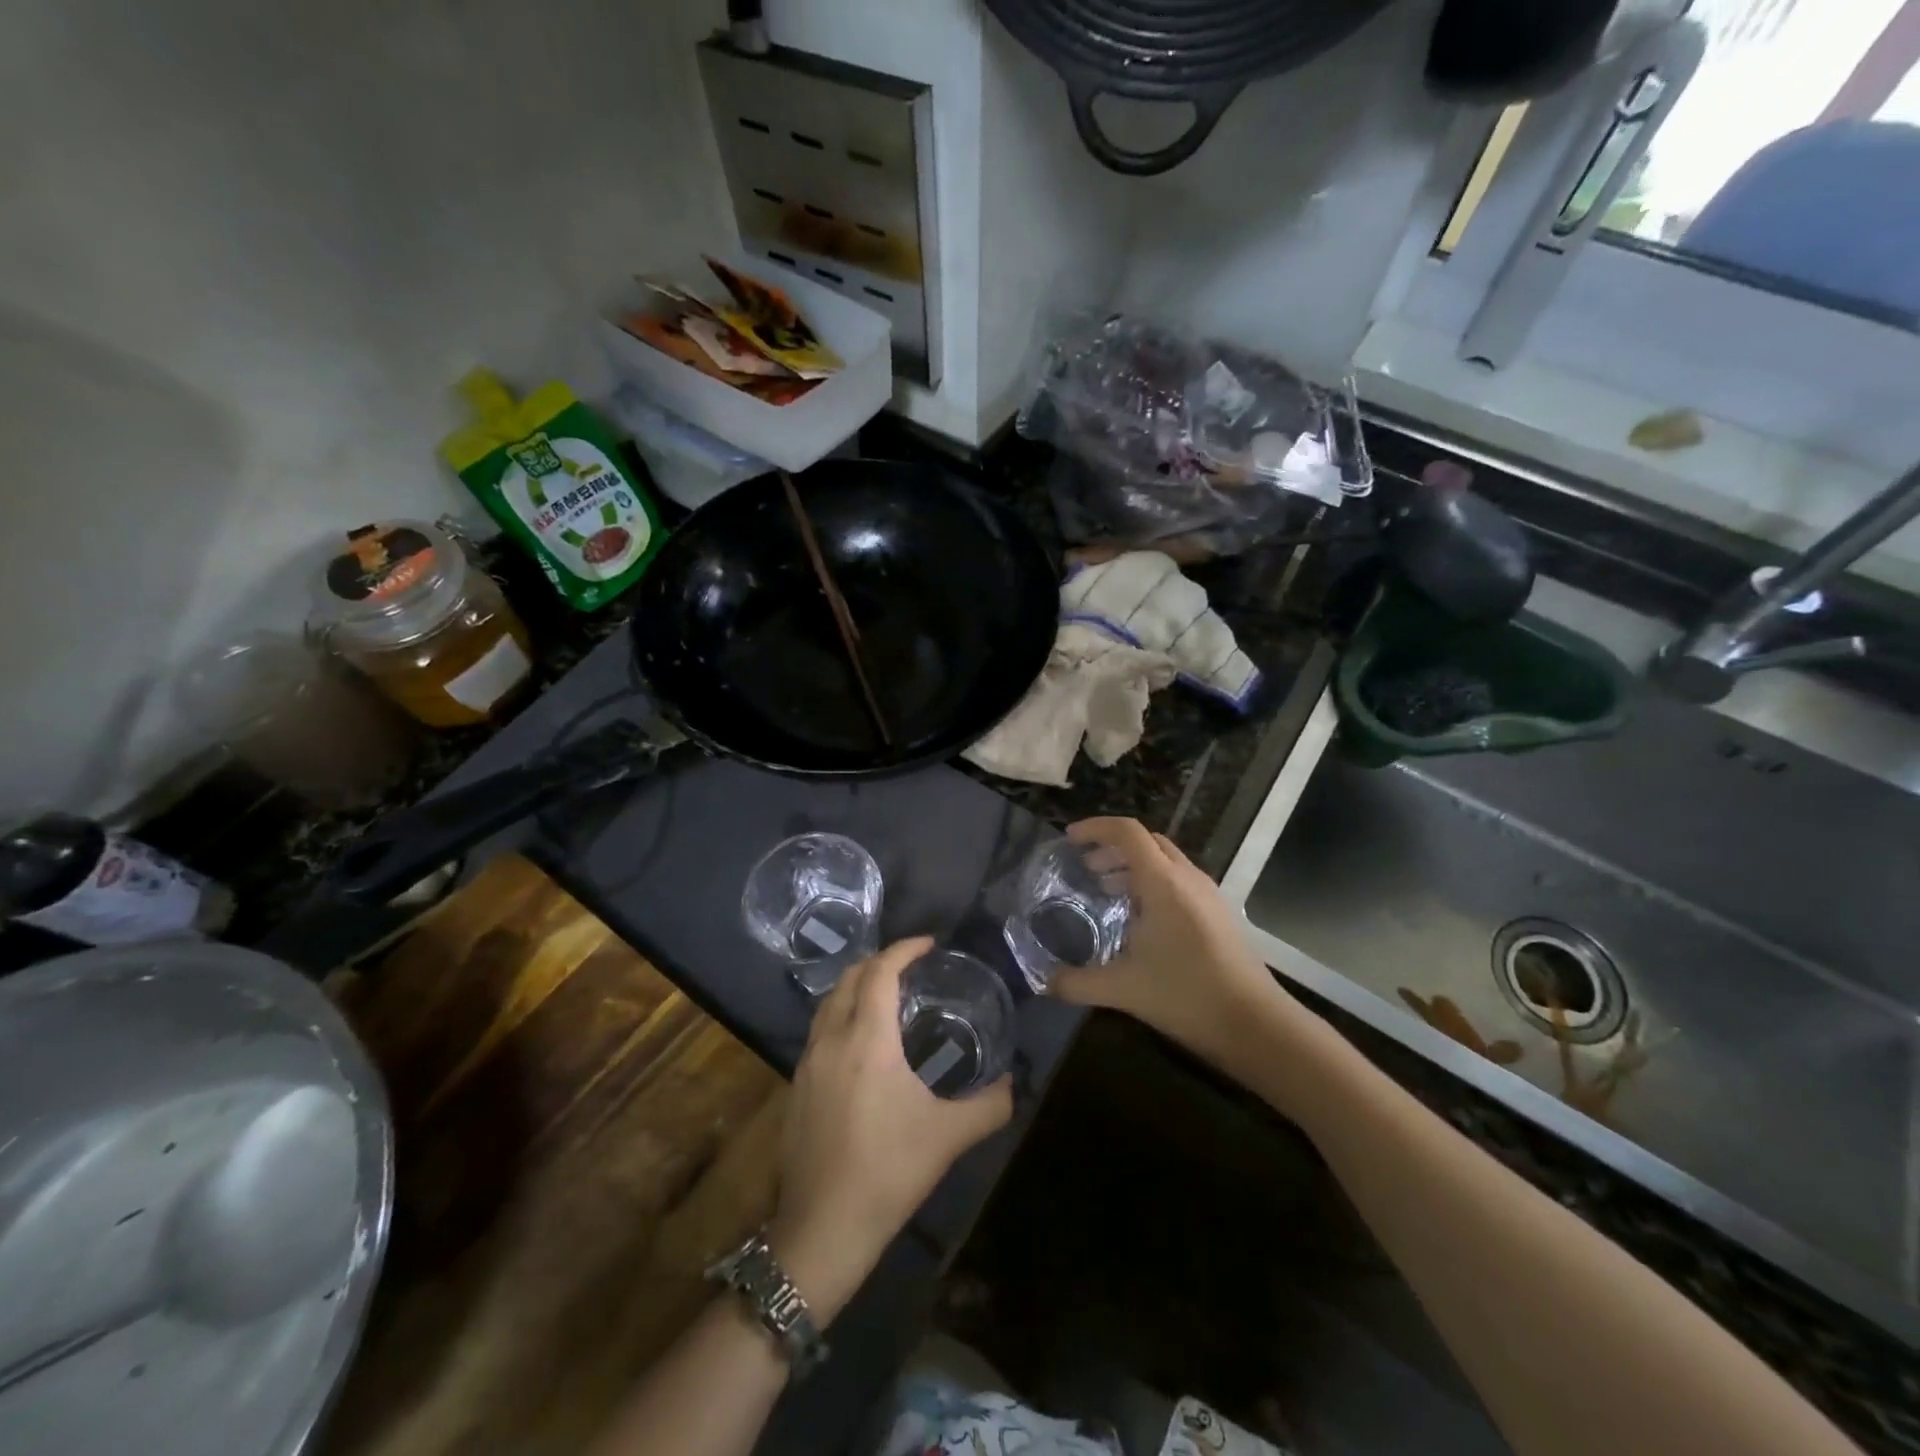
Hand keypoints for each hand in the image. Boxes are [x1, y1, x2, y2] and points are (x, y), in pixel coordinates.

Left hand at [768, 937, 1012, 1323]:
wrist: (822, 1229)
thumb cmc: (889, 1172)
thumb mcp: (949, 1137)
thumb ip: (989, 1105)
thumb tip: (1014, 1084)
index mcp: (867, 1040)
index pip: (879, 972)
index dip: (903, 949)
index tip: (929, 944)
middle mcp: (831, 1039)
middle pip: (848, 978)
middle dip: (877, 962)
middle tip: (910, 966)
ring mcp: (806, 1063)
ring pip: (828, 1003)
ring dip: (855, 987)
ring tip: (886, 996)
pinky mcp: (795, 1087)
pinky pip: (818, 1030)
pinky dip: (841, 1015)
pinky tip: (861, 1043)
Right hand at [1050, 818, 1293, 1070]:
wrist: (1256, 1025)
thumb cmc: (1187, 996)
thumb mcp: (1123, 990)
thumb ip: (1078, 983)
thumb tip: (1044, 982)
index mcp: (1164, 882)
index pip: (1127, 833)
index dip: (1095, 829)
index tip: (1068, 841)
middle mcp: (1187, 878)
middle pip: (1146, 842)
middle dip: (1111, 848)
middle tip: (1084, 869)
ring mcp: (1207, 894)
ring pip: (1165, 861)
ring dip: (1132, 866)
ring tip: (1105, 891)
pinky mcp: (1218, 913)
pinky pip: (1178, 881)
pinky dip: (1152, 884)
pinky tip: (1138, 920)